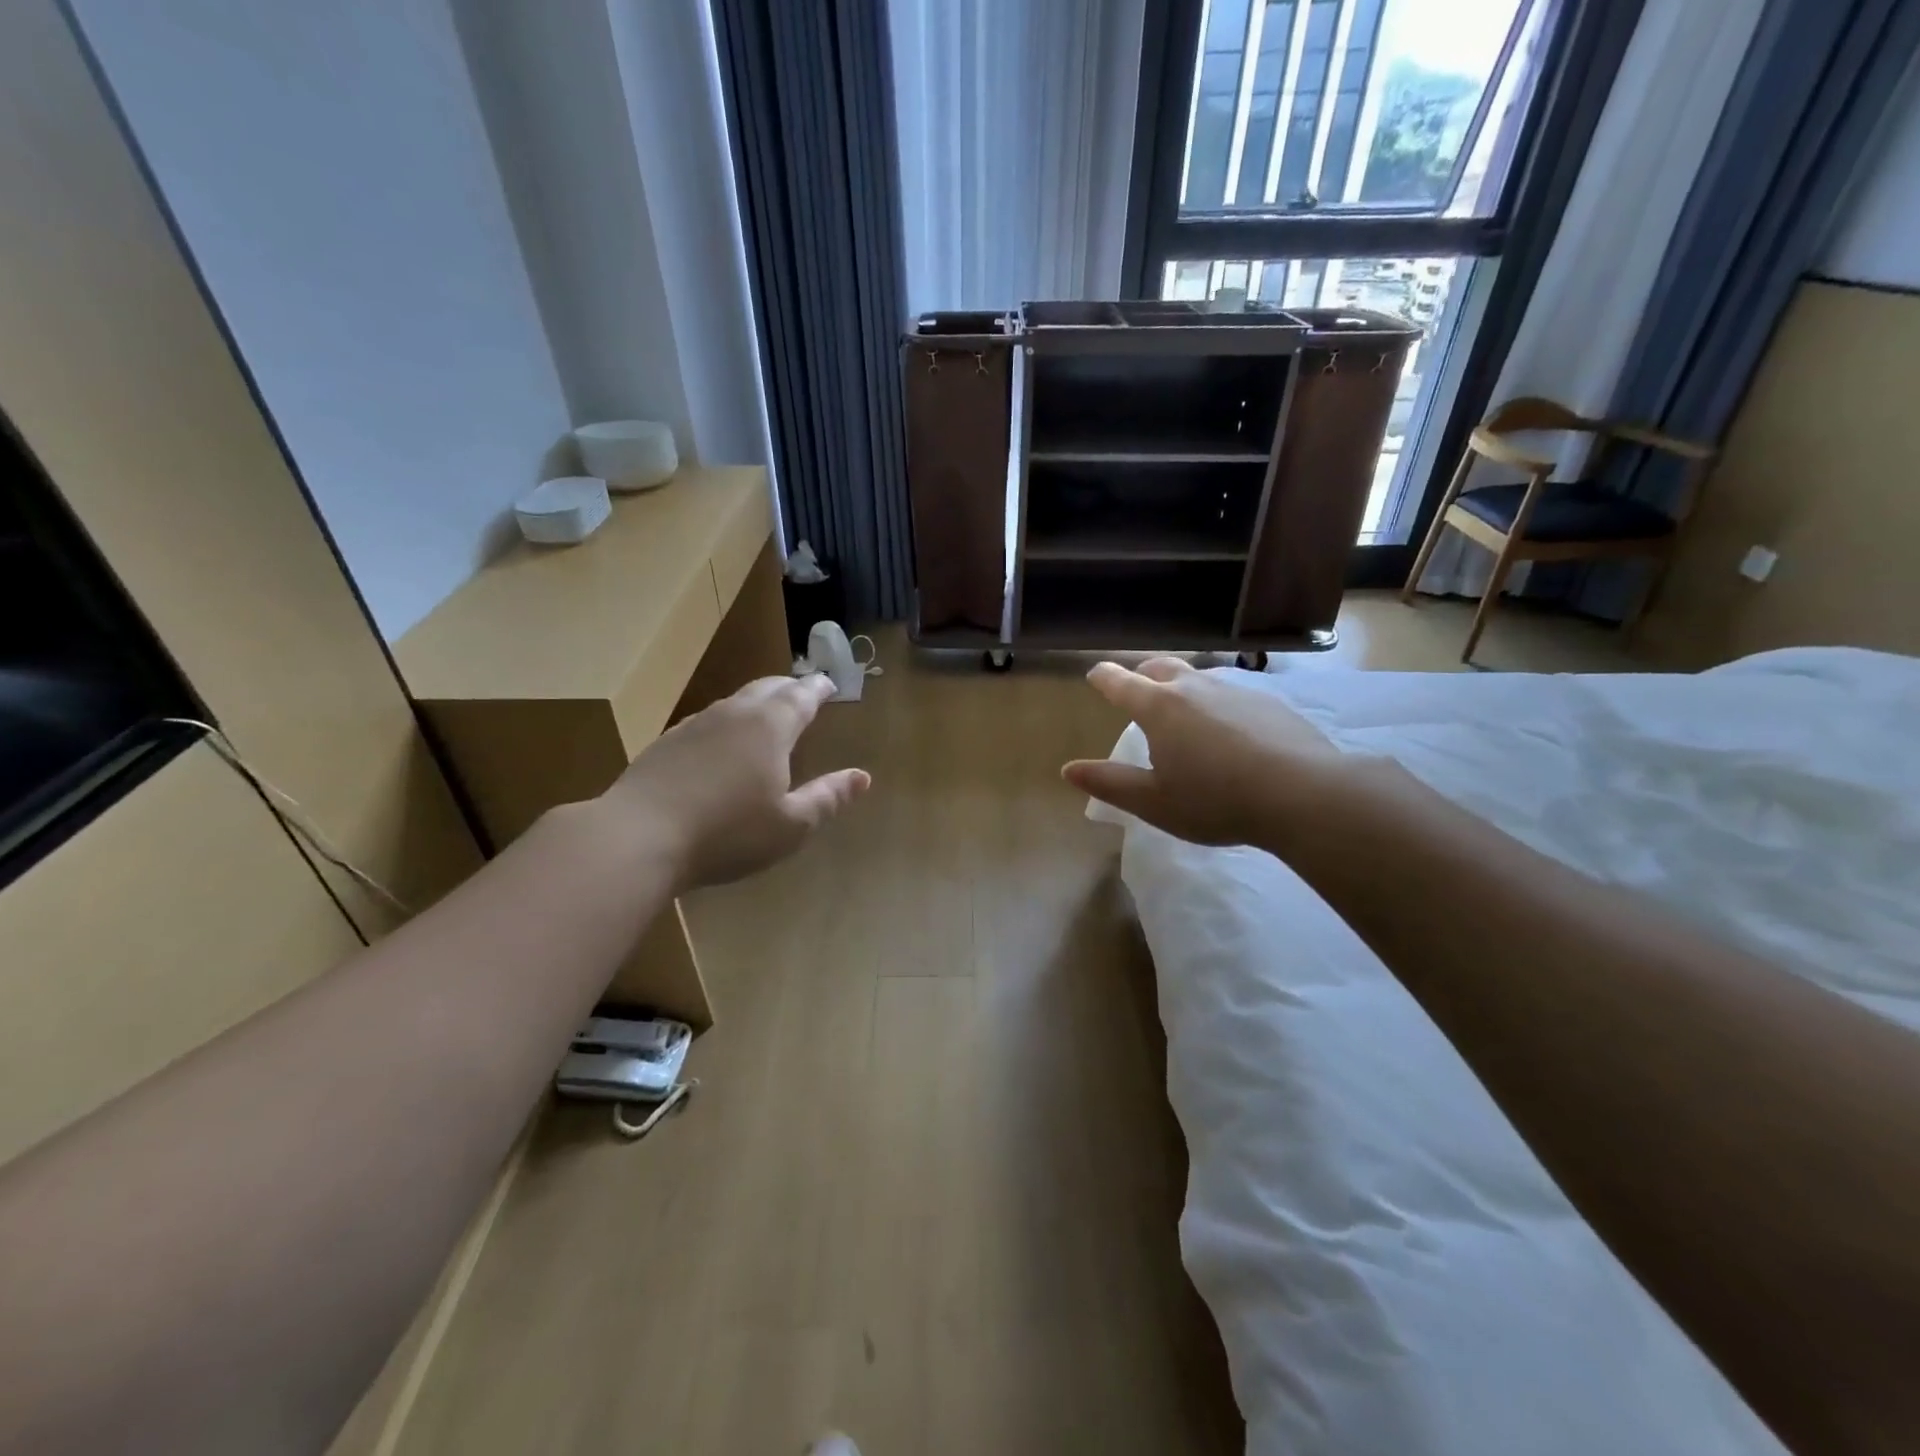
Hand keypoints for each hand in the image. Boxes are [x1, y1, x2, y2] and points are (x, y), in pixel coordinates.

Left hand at [602, 674, 868, 890]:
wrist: (637, 836)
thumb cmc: (728, 833)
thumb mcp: (791, 825)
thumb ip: (828, 798)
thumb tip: (862, 777)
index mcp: (770, 727)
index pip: (801, 696)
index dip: (818, 688)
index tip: (829, 682)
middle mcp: (734, 715)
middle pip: (767, 688)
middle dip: (789, 687)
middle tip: (802, 691)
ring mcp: (695, 725)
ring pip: (734, 702)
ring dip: (756, 702)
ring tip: (766, 713)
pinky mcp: (666, 743)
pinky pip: (708, 721)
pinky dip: (727, 722)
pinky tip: (721, 742)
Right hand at [1063, 657, 1346, 850]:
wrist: (1303, 794)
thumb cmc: (1215, 801)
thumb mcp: (1153, 802)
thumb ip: (1109, 783)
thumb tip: (1068, 769)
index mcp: (1159, 708)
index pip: (1120, 683)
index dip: (1103, 677)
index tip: (1094, 674)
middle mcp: (1194, 688)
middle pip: (1159, 668)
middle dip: (1141, 675)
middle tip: (1136, 689)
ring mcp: (1236, 690)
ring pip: (1199, 678)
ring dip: (1181, 687)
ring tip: (1182, 711)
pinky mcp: (1269, 702)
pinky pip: (1231, 693)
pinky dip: (1216, 703)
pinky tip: (1228, 730)